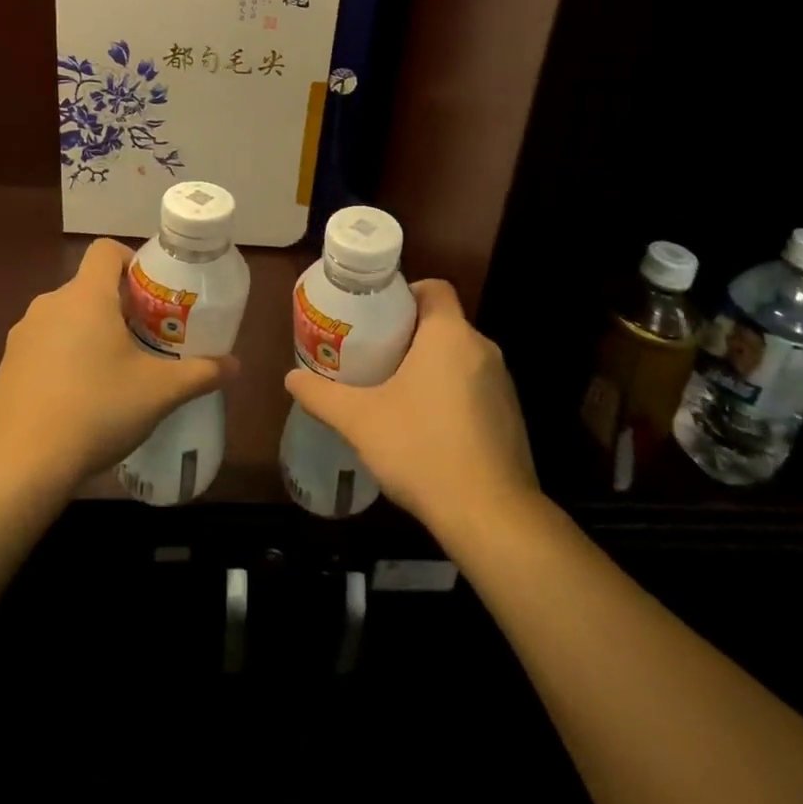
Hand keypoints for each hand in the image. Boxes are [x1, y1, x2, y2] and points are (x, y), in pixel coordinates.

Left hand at [0, 238, 237, 488]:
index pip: (106, 250)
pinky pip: (45, 347)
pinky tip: (82, 399)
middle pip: (90, 287)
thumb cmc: (96, 410)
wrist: (16, 466)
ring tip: (117, 372)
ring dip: (92, 333)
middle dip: (120, 306)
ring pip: (67, 318)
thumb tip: (235, 366)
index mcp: (86, 296)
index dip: (132, 261)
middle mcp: (49, 305)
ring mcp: (22, 336)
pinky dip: (66, 358)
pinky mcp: (6, 367)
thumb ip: (201, 373)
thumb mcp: (159, 392)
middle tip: (148, 339)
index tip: (153, 294)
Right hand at [283, 279, 537, 540]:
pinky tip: (428, 428)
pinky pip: (476, 388)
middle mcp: (482, 348)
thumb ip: (322, 395)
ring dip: (432, 367)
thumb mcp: (360, 420)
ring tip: (396, 392)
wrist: (490, 515)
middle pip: (444, 323)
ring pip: (461, 357)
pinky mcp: (511, 416)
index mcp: (449, 335)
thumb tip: (291, 378)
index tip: (379, 317)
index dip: (406, 293)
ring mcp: (502, 384)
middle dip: (410, 335)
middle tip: (375, 356)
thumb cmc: (422, 449)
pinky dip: (453, 395)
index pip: (434, 288)